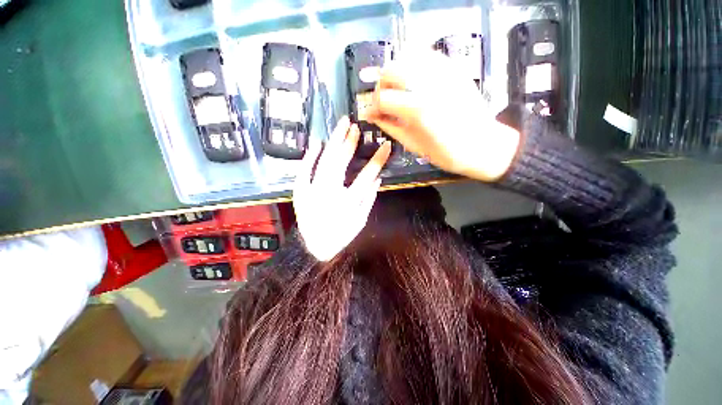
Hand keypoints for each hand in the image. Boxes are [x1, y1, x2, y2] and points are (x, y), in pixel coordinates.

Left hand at [293, 116, 391, 261]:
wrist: (314, 247)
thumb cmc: (341, 235)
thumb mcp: (360, 221)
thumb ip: (369, 199)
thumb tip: (378, 178)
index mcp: (348, 201)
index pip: (367, 175)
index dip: (378, 159)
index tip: (386, 145)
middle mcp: (330, 192)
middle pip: (341, 162)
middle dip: (350, 143)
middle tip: (356, 127)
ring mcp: (312, 191)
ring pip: (323, 161)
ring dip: (333, 142)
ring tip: (341, 126)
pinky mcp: (300, 192)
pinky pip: (303, 171)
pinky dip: (309, 156)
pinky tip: (316, 142)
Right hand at [360, 50, 520, 181]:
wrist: (482, 145)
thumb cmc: (446, 153)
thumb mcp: (413, 144)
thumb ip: (390, 126)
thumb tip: (370, 116)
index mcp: (418, 110)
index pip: (383, 97)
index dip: (373, 106)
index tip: (372, 114)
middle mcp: (429, 85)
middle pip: (391, 70)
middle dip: (381, 85)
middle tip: (383, 100)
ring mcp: (444, 73)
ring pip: (407, 56)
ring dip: (395, 71)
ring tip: (396, 89)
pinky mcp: (454, 68)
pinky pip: (427, 54)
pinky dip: (412, 62)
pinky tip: (411, 77)